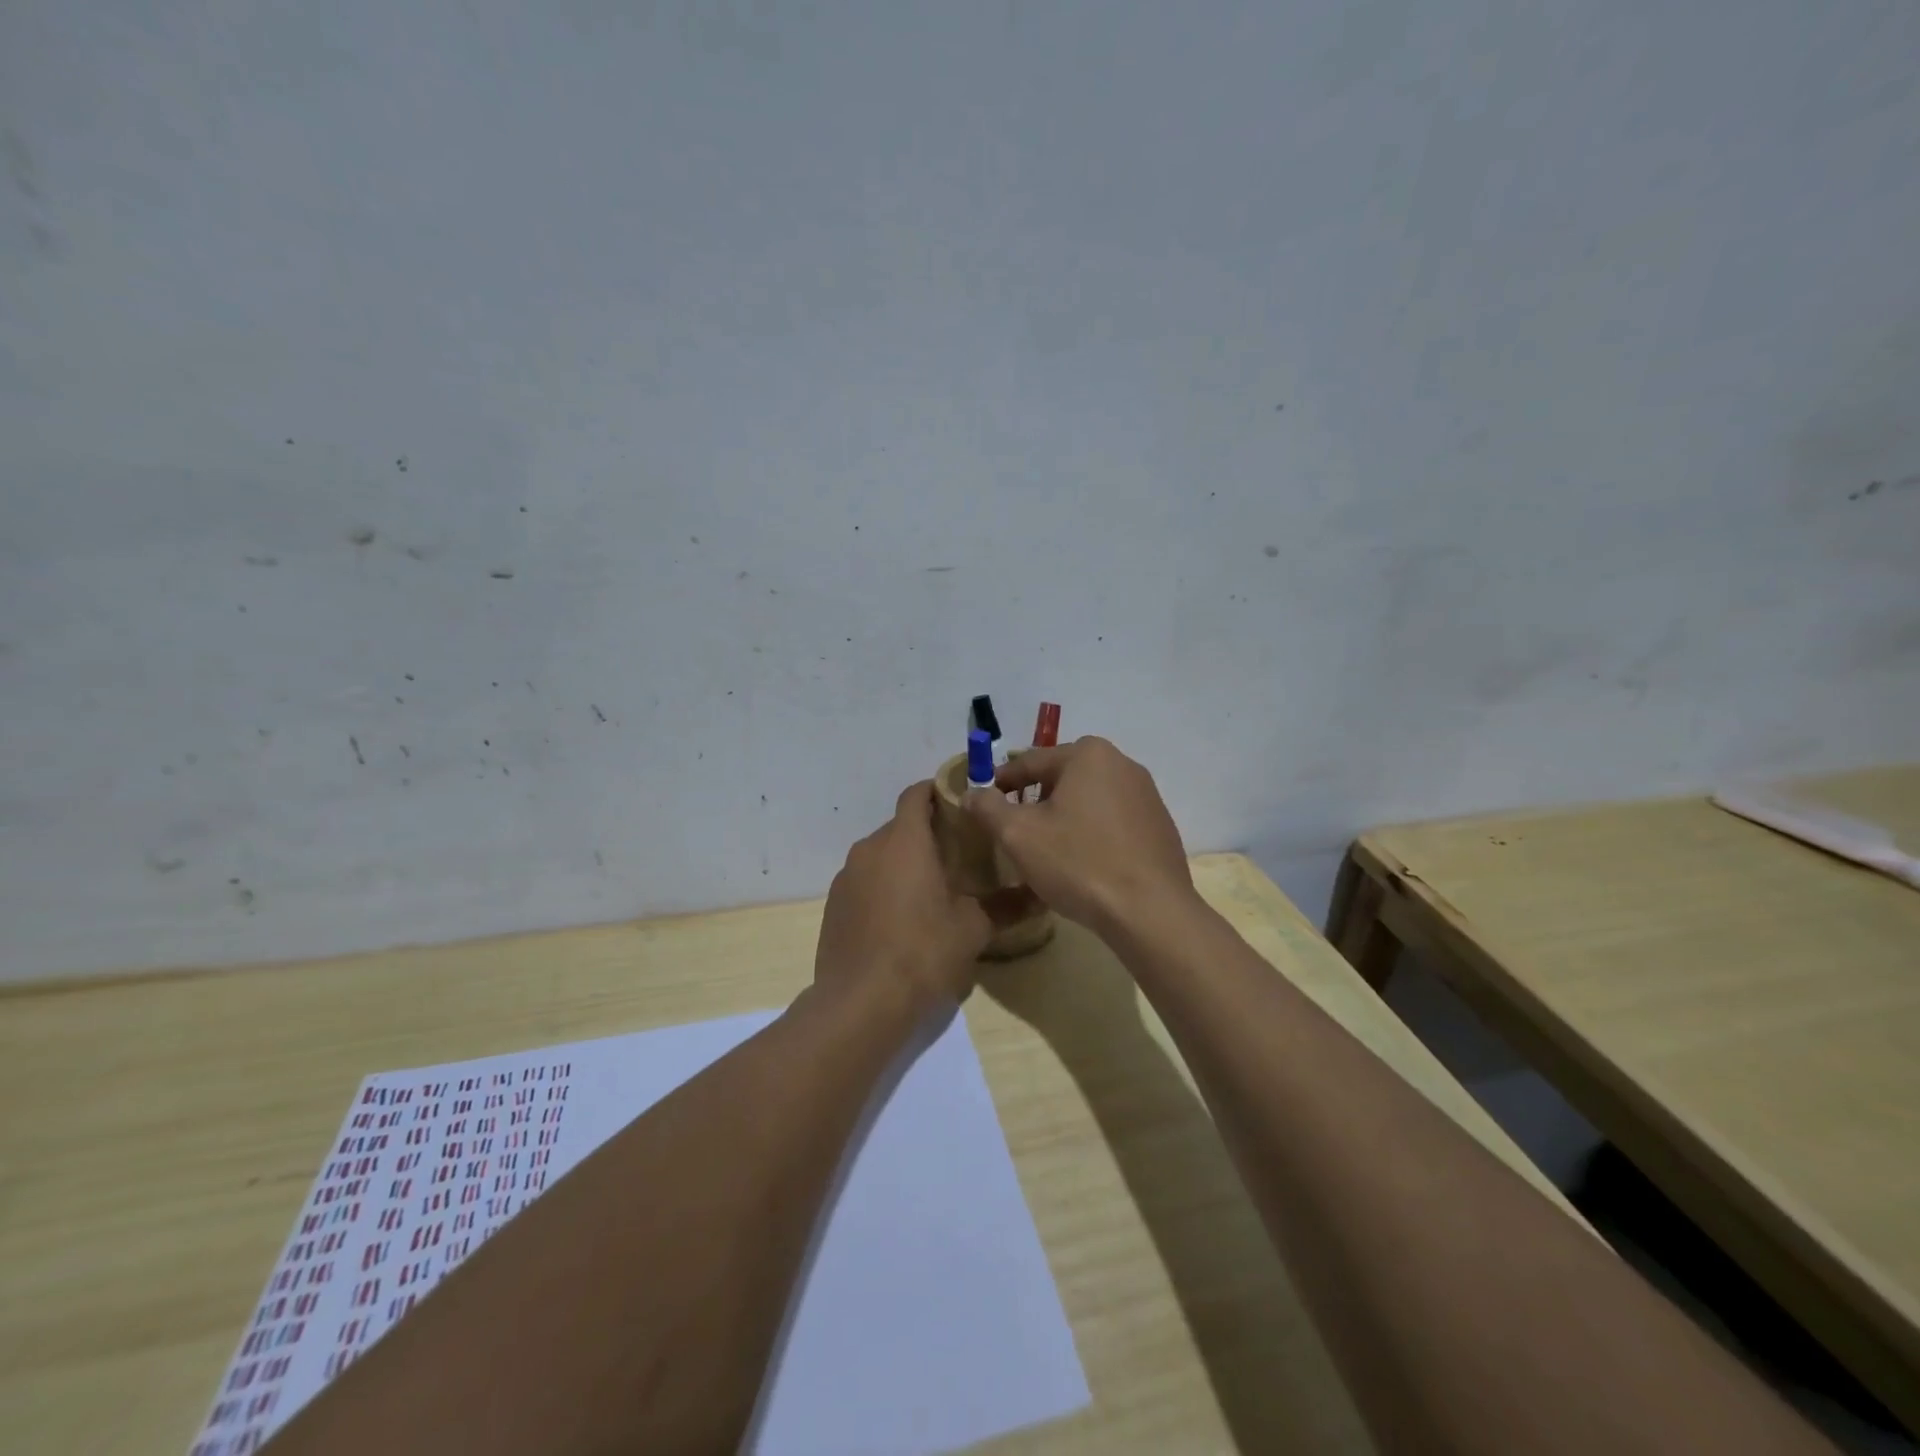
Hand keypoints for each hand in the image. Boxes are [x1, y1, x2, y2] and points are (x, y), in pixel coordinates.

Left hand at [815, 781, 992, 1010]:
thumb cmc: (922, 953)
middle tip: (960, 854)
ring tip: (933, 889)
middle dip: (928, 833)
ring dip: (905, 862)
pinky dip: (884, 887)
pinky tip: (902, 920)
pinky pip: (865, 881)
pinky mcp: (834, 905)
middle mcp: (870, 849)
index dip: (938, 791)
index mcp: (904, 842)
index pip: (916, 794)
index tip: (963, 803)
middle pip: (900, 826)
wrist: (859, 1005)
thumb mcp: (972, 929)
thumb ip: (1006, 905)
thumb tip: (1040, 895)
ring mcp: (846, 877)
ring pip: (881, 855)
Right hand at [963, 736, 1195, 935]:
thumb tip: (972, 793)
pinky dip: (1092, 831)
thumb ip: (988, 807)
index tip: (982, 803)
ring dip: (1064, 815)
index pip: (1029, 762)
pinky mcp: (1159, 824)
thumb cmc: (1078, 863)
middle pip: (1062, 776)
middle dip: (1034, 799)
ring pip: (1089, 797)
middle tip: (1014, 829)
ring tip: (1047, 847)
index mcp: (1088, 754)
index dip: (1000, 783)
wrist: (1149, 912)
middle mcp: (1122, 762)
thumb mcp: (1019, 835)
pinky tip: (1083, 861)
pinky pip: (1113, 819)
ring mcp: (1146, 794)